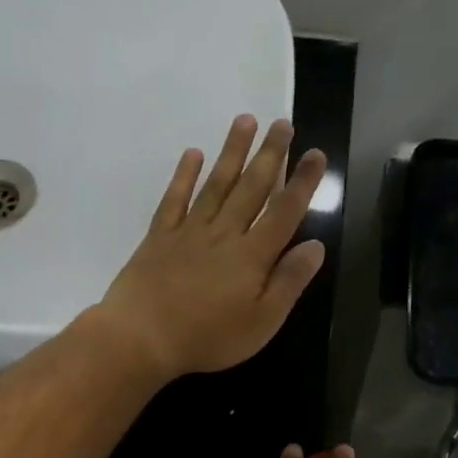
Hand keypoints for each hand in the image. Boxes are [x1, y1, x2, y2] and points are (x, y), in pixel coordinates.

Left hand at [95, 115, 326, 379]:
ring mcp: (189, 231)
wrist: (142, 336)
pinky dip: (184, 175)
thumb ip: (289, 282)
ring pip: (216, 184)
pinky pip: (175, 199)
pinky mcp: (160, 236)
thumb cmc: (208, 337)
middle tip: (283, 123)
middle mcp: (224, 233)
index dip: (303, 182)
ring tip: (245, 120)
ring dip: (232, 152)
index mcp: (253, 256)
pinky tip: (192, 154)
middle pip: (252, 187)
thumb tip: (316, 246)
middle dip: (270, 154)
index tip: (316, 153)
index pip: (285, 211)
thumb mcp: (261, 322)